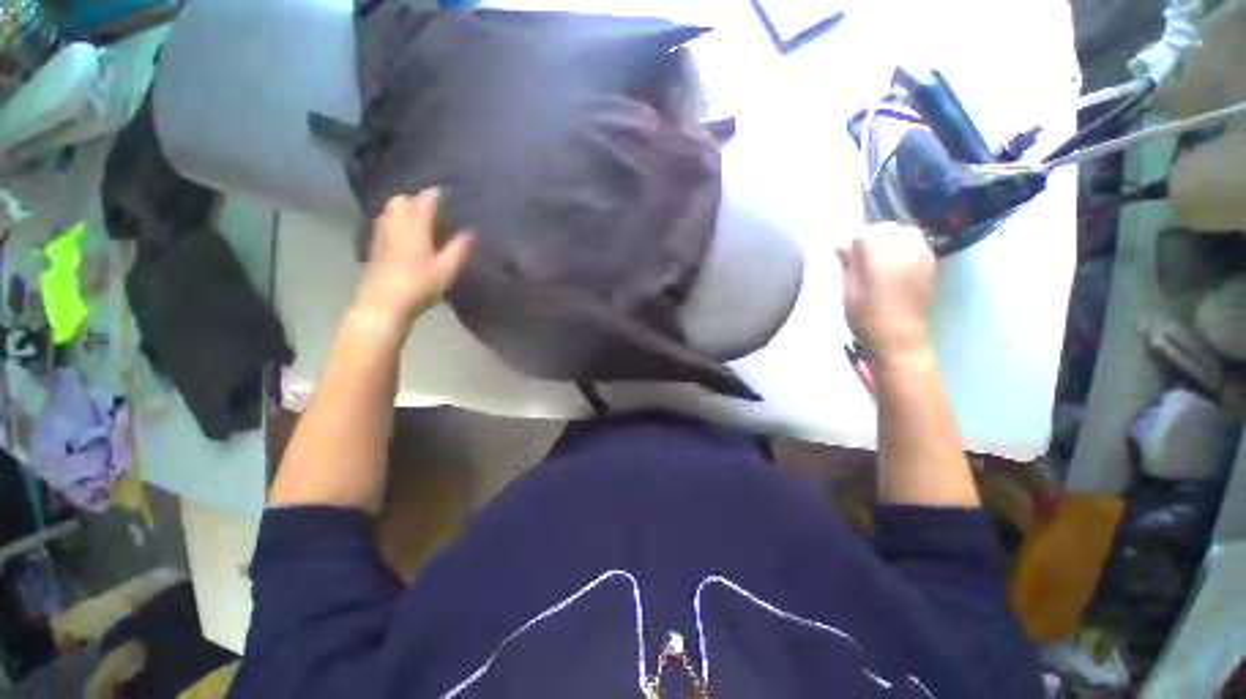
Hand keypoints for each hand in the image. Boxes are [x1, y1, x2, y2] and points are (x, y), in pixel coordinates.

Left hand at [354, 189, 473, 328]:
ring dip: (405, 208)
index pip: (425, 200)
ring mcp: (381, 233)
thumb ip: (459, 248)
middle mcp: (394, 224)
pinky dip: (396, 220)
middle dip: (417, 198)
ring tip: (421, 218)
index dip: (437, 194)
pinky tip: (406, 233)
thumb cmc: (419, 286)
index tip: (450, 193)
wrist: (383, 304)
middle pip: (402, 199)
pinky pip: (385, 222)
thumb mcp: (447, 269)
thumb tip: (471, 230)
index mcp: (414, 227)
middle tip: (434, 208)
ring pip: (390, 209)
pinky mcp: (375, 245)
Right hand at [838, 223, 935, 364]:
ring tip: (880, 258)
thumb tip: (842, 245)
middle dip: (872, 238)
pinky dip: (905, 245)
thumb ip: (848, 265)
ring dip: (890, 239)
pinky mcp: (930, 264)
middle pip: (886, 228)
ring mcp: (922, 256)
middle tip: (862, 257)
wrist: (900, 339)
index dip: (853, 244)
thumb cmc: (867, 319)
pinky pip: (917, 242)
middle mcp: (904, 251)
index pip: (864, 234)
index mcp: (880, 259)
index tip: (846, 258)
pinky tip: (896, 263)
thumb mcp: (848, 293)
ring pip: (904, 232)